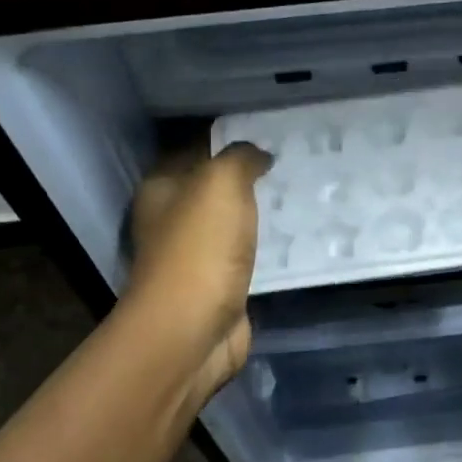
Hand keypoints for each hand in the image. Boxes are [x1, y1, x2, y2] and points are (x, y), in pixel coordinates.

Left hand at [125, 142, 272, 403]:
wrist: (193, 331)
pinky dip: (266, 246)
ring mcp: (195, 256)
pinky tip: (295, 234)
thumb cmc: (200, 249)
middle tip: (293, 159)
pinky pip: (246, 255)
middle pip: (213, 188)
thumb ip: (239, 158)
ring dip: (259, 212)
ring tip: (300, 192)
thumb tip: (256, 153)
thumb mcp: (221, 184)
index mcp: (161, 189)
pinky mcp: (218, 286)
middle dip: (248, 175)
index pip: (195, 149)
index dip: (228, 137)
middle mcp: (172, 220)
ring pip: (232, 222)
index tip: (270, 130)